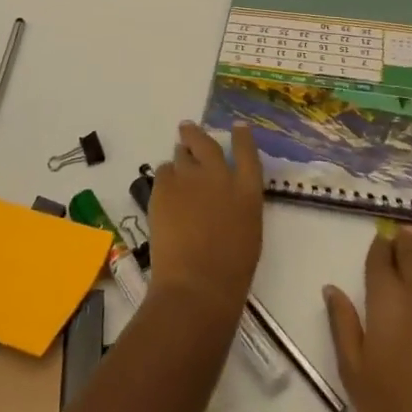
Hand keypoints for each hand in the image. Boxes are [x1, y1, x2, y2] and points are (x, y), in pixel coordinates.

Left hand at [147, 121, 263, 330]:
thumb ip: (238, 205)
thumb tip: (223, 196)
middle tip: (188, 128)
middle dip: (197, 134)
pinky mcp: (164, 187)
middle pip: (207, 143)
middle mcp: (219, 176)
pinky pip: (163, 171)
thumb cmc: (231, 270)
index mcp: (247, 190)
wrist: (196, 283)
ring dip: (180, 156)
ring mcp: (189, 178)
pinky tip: (165, 189)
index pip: (247, 153)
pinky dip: (165, 177)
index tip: (238, 127)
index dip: (242, 137)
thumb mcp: (248, 231)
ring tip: (175, 160)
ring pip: (181, 155)